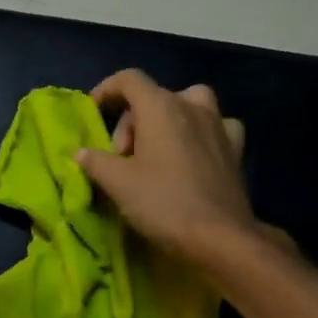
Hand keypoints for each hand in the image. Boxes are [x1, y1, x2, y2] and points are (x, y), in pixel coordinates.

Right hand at [74, 69, 258, 265]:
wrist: (218, 237)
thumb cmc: (162, 203)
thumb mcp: (117, 183)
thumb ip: (96, 162)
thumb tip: (81, 153)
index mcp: (160, 107)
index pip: (129, 79)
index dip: (107, 90)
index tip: (94, 111)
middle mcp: (191, 106)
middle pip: (153, 97)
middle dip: (132, 122)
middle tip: (121, 157)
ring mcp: (218, 125)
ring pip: (189, 105)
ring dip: (168, 119)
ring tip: (157, 149)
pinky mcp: (236, 148)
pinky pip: (215, 127)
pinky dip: (200, 133)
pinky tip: (194, 153)